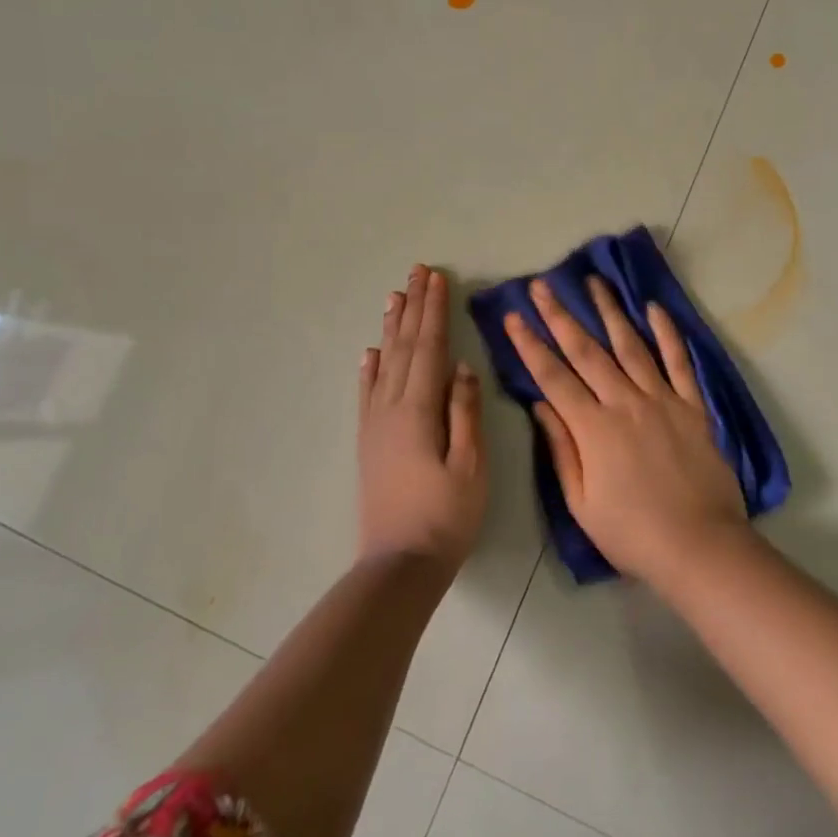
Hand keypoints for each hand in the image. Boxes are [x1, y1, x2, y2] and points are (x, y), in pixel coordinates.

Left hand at [357, 266, 487, 576]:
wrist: (399, 564)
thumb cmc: (445, 515)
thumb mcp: (470, 465)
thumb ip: (464, 412)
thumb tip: (460, 366)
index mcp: (419, 410)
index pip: (429, 347)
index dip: (434, 311)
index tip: (437, 278)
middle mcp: (391, 408)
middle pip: (404, 346)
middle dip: (413, 307)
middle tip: (417, 272)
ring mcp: (375, 424)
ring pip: (384, 363)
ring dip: (391, 327)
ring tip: (394, 296)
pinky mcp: (369, 441)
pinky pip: (367, 393)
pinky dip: (369, 368)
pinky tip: (370, 353)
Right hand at [504, 276, 747, 586]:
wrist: (700, 546)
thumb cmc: (633, 534)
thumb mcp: (582, 504)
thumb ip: (562, 450)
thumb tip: (541, 405)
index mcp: (594, 428)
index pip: (554, 377)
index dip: (530, 345)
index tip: (514, 316)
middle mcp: (625, 402)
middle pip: (586, 351)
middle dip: (561, 315)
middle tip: (542, 285)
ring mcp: (662, 400)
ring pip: (631, 345)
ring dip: (610, 311)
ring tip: (594, 281)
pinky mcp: (693, 406)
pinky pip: (680, 362)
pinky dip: (667, 333)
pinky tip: (654, 308)